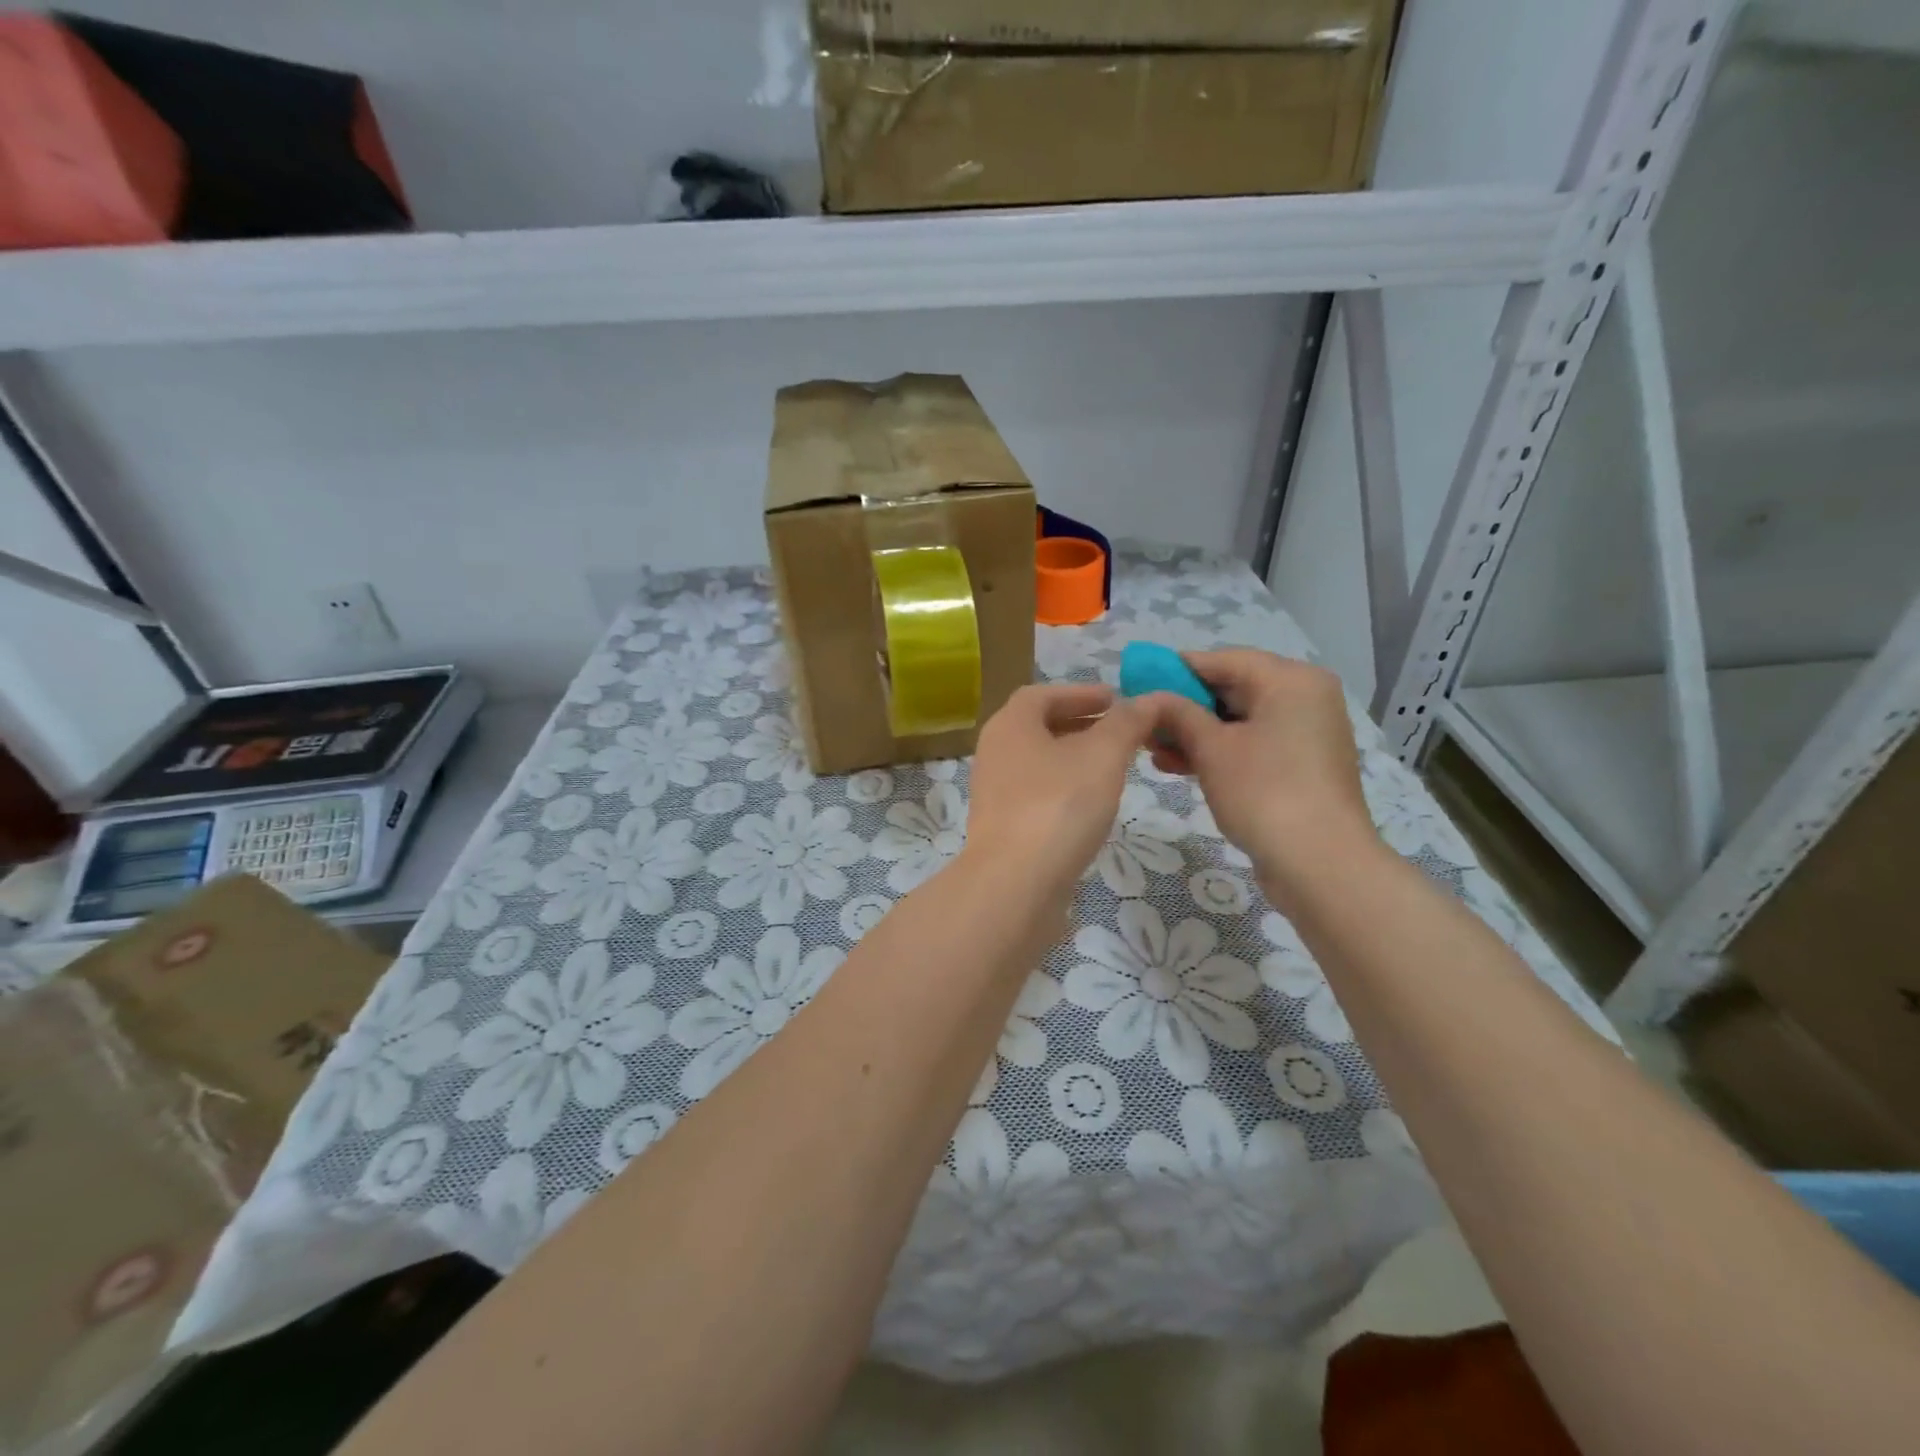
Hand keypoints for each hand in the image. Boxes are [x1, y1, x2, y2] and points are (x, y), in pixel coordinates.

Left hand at [961, 684, 1153, 917]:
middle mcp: (994, 754)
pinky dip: (1065, 788)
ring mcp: (995, 794)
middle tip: (1119, 731)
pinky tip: (1091, 806)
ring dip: (1074, 758)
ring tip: (1113, 766)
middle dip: (1080, 724)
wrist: (1015, 885)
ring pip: (1038, 763)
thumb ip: (1126, 724)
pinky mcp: (1003, 828)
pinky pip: (1037, 795)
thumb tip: (1147, 700)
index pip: (1042, 694)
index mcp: (1010, 726)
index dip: (1079, 692)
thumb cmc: (1058, 807)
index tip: (1114, 698)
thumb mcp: (1102, 756)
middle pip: (1038, 728)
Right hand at [1141, 650, 1376, 889]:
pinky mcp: (1301, 766)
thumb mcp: (1211, 749)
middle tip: (1143, 722)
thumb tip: (1152, 697)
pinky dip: (1218, 752)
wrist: (1321, 865)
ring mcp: (1306, 734)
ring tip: (1151, 750)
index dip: (1176, 669)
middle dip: (1183, 707)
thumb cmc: (1264, 792)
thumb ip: (1178, 714)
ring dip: (1194, 733)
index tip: (1138, 682)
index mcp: (1290, 680)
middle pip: (1232, 689)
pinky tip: (1178, 766)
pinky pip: (1252, 744)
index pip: (1223, 660)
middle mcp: (1304, 697)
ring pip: (1239, 721)